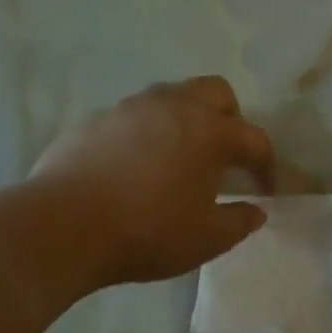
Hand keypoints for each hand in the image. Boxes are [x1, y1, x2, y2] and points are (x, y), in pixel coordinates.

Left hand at [29, 77, 273, 287]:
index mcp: (208, 131)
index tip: (266, 190)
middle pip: (215, 93)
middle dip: (230, 120)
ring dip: (185, 121)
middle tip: (224, 157)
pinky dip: (145, 134)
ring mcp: (129, 108)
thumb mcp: (206, 239)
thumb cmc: (148, 231)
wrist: (65, 225)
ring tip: (179, 160)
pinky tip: (135, 168)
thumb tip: (256, 210)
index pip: (254, 139)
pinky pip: (132, 117)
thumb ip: (239, 222)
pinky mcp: (94, 120)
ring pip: (170, 98)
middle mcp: (172, 106)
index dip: (266, 165)